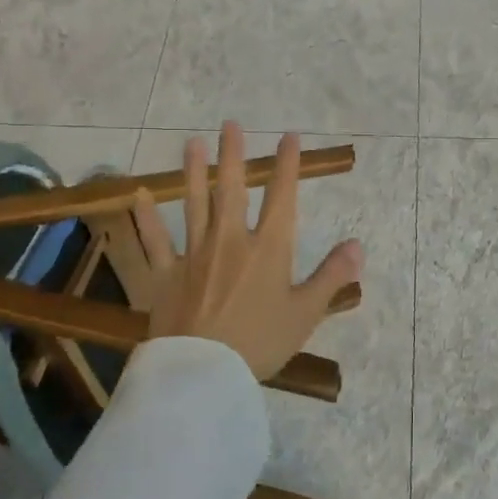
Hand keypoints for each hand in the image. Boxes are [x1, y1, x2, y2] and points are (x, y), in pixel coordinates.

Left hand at [130, 122, 363, 379]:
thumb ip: (332, 275)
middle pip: (233, 190)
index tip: (289, 137)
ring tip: (192, 143)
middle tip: (230, 124)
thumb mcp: (306, 312)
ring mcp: (194, 256)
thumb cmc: (261, 342)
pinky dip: (147, 218)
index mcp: (269, 249)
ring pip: (194, 205)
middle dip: (234, 155)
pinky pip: (154, 242)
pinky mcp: (165, 276)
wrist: (205, 374)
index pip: (281, 197)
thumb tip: (358, 244)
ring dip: (194, 172)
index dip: (288, 165)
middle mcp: (231, 241)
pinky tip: (139, 194)